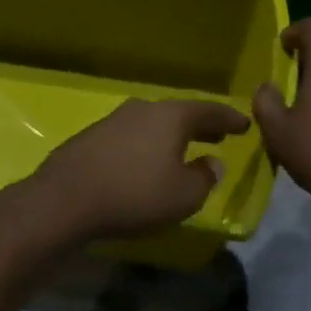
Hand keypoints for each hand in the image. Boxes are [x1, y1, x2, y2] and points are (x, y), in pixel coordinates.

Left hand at [12, 98, 251, 243]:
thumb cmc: (134, 196)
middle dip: (200, 125)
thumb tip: (212, 162)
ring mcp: (113, 120)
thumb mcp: (184, 196)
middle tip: (218, 135)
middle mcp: (142, 109)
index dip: (229, 118)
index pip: (209, 110)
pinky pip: (130, 137)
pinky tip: (145, 161)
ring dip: (170, 135)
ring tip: (183, 149)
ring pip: (152, 123)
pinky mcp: (90, 138)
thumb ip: (205, 177)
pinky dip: (146, 145)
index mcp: (170, 116)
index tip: (245, 123)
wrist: (64, 200)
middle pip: (179, 113)